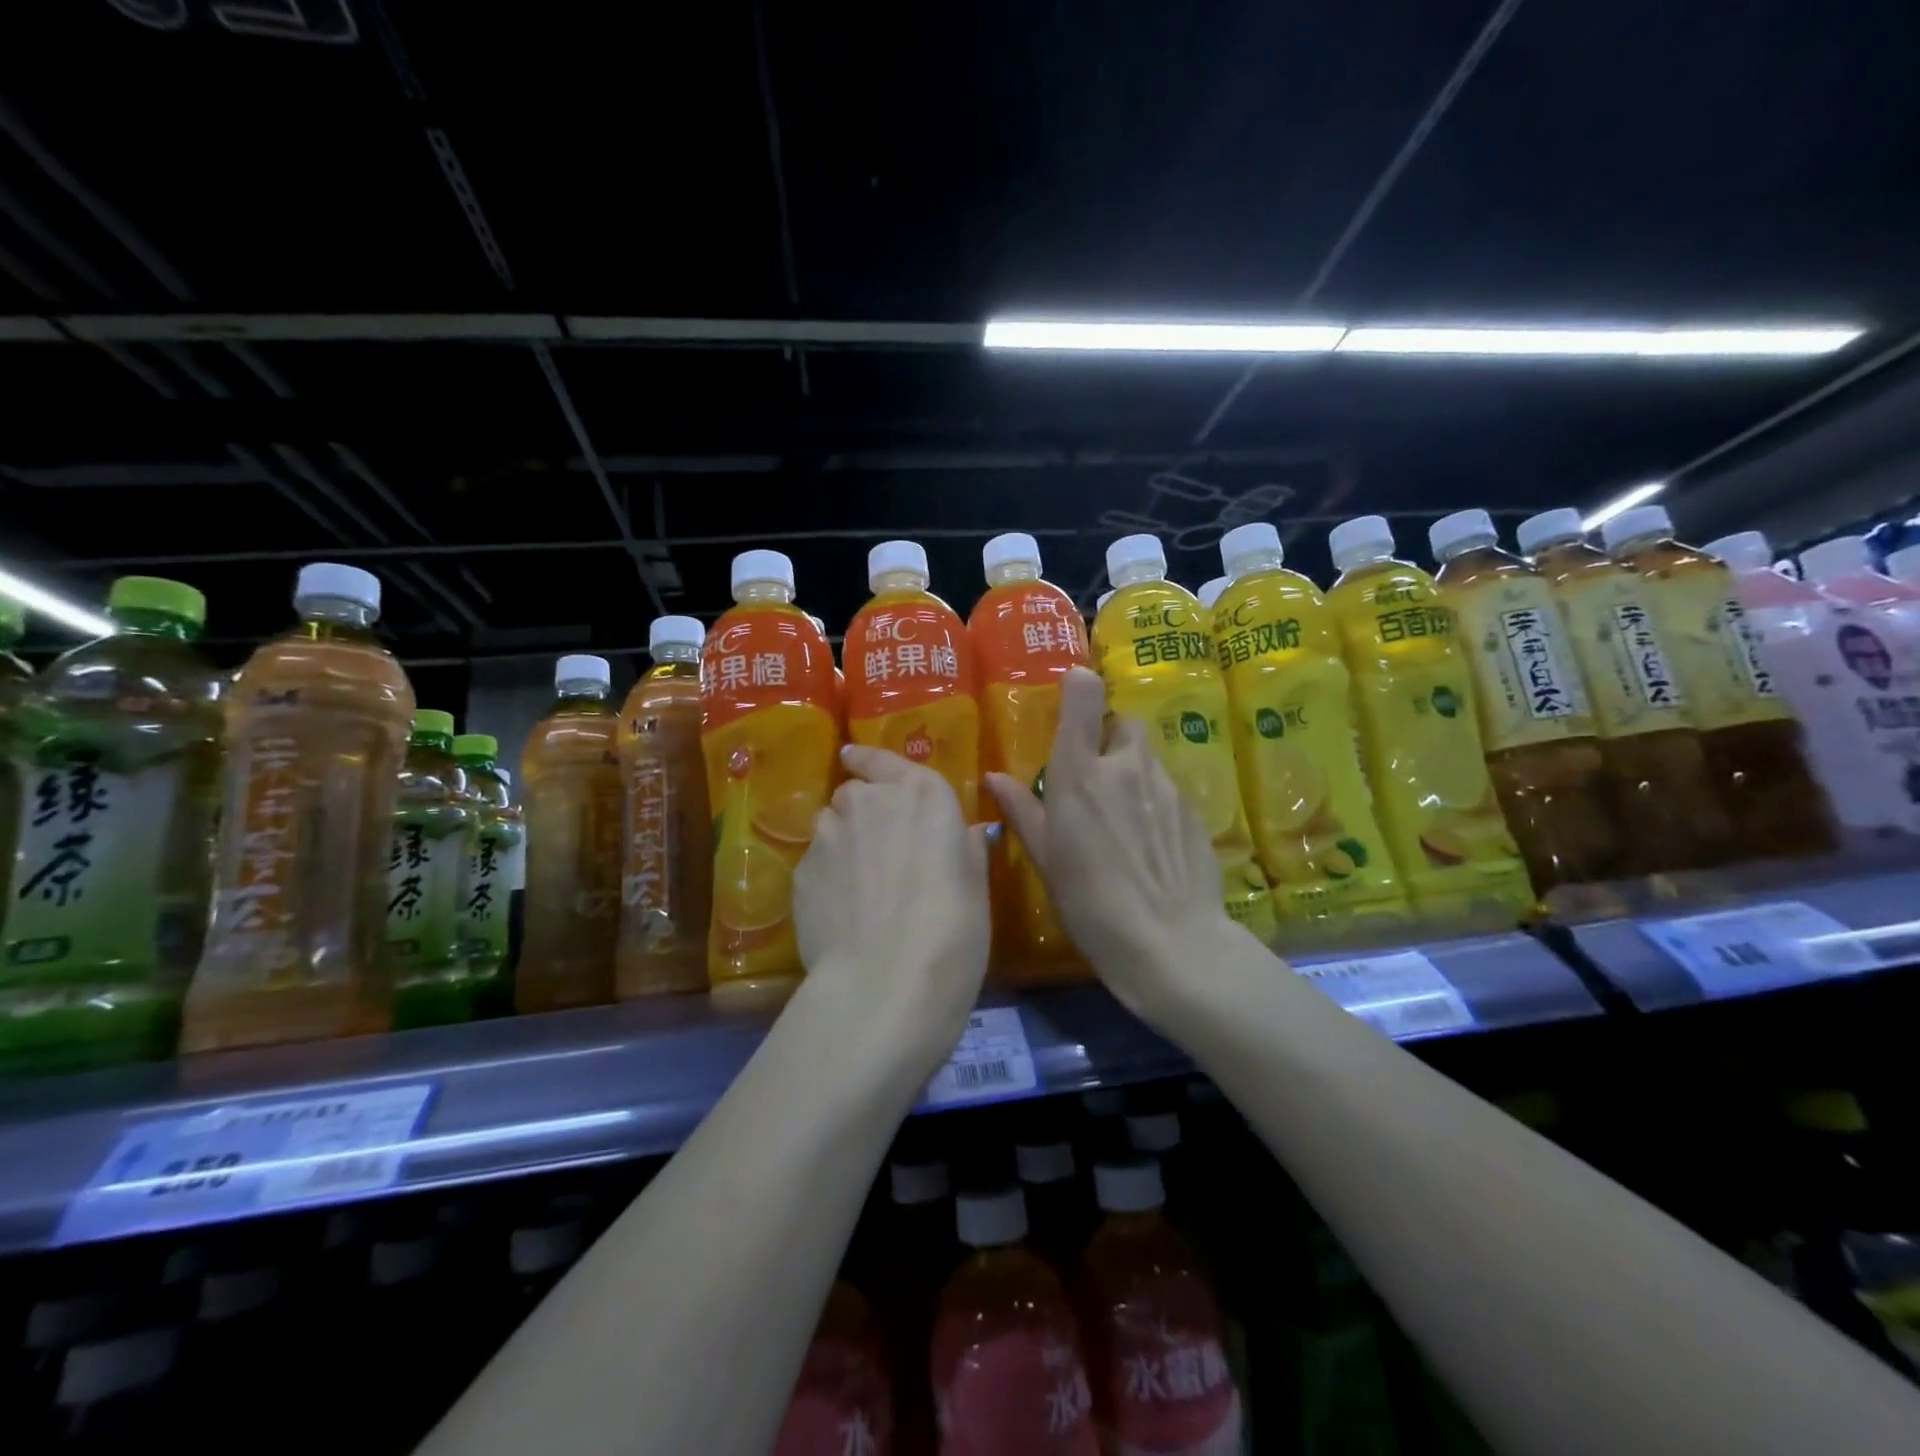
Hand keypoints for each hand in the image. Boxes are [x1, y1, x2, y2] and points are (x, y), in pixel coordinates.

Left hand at [792, 744, 991, 1074]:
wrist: (884, 983)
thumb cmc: (951, 933)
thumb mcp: (976, 889)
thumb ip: (964, 850)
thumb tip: (963, 834)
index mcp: (923, 796)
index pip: (888, 761)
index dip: (871, 760)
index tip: (854, 758)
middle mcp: (870, 802)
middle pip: (857, 793)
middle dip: (865, 811)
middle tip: (882, 849)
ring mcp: (830, 834)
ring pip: (831, 824)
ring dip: (844, 840)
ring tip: (858, 883)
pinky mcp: (801, 870)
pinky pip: (815, 861)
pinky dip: (827, 875)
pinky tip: (842, 909)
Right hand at [987, 667, 1245, 1024]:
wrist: (1170, 943)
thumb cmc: (1091, 903)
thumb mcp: (1047, 860)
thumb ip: (1023, 811)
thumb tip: (993, 778)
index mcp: (1081, 774)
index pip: (1086, 698)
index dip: (1081, 685)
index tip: (1075, 690)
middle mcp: (1127, 767)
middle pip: (1124, 723)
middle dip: (1109, 735)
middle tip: (1095, 772)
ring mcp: (1167, 787)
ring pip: (1148, 757)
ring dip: (1132, 768)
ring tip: (1122, 814)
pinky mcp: (1194, 812)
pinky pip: (1169, 788)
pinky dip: (1154, 799)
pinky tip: (1149, 841)